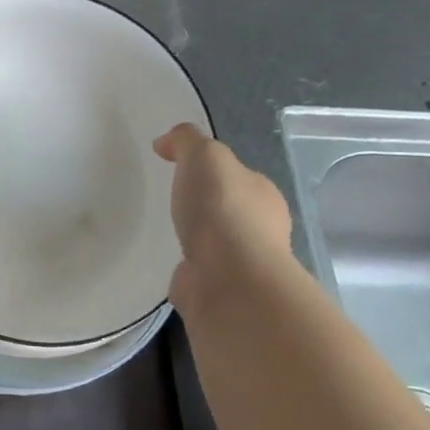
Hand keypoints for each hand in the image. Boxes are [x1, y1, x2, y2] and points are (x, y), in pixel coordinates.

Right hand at [152, 125, 293, 312]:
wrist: (227, 277)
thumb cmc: (222, 210)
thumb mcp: (205, 156)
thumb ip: (187, 141)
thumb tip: (166, 142)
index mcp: (263, 194)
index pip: (238, 176)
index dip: (212, 170)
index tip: (180, 168)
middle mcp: (261, 228)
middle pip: (230, 209)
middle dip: (207, 205)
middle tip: (173, 200)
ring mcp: (241, 263)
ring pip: (217, 243)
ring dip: (199, 238)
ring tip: (169, 232)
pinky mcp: (219, 288)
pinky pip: (201, 270)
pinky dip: (189, 265)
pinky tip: (171, 262)